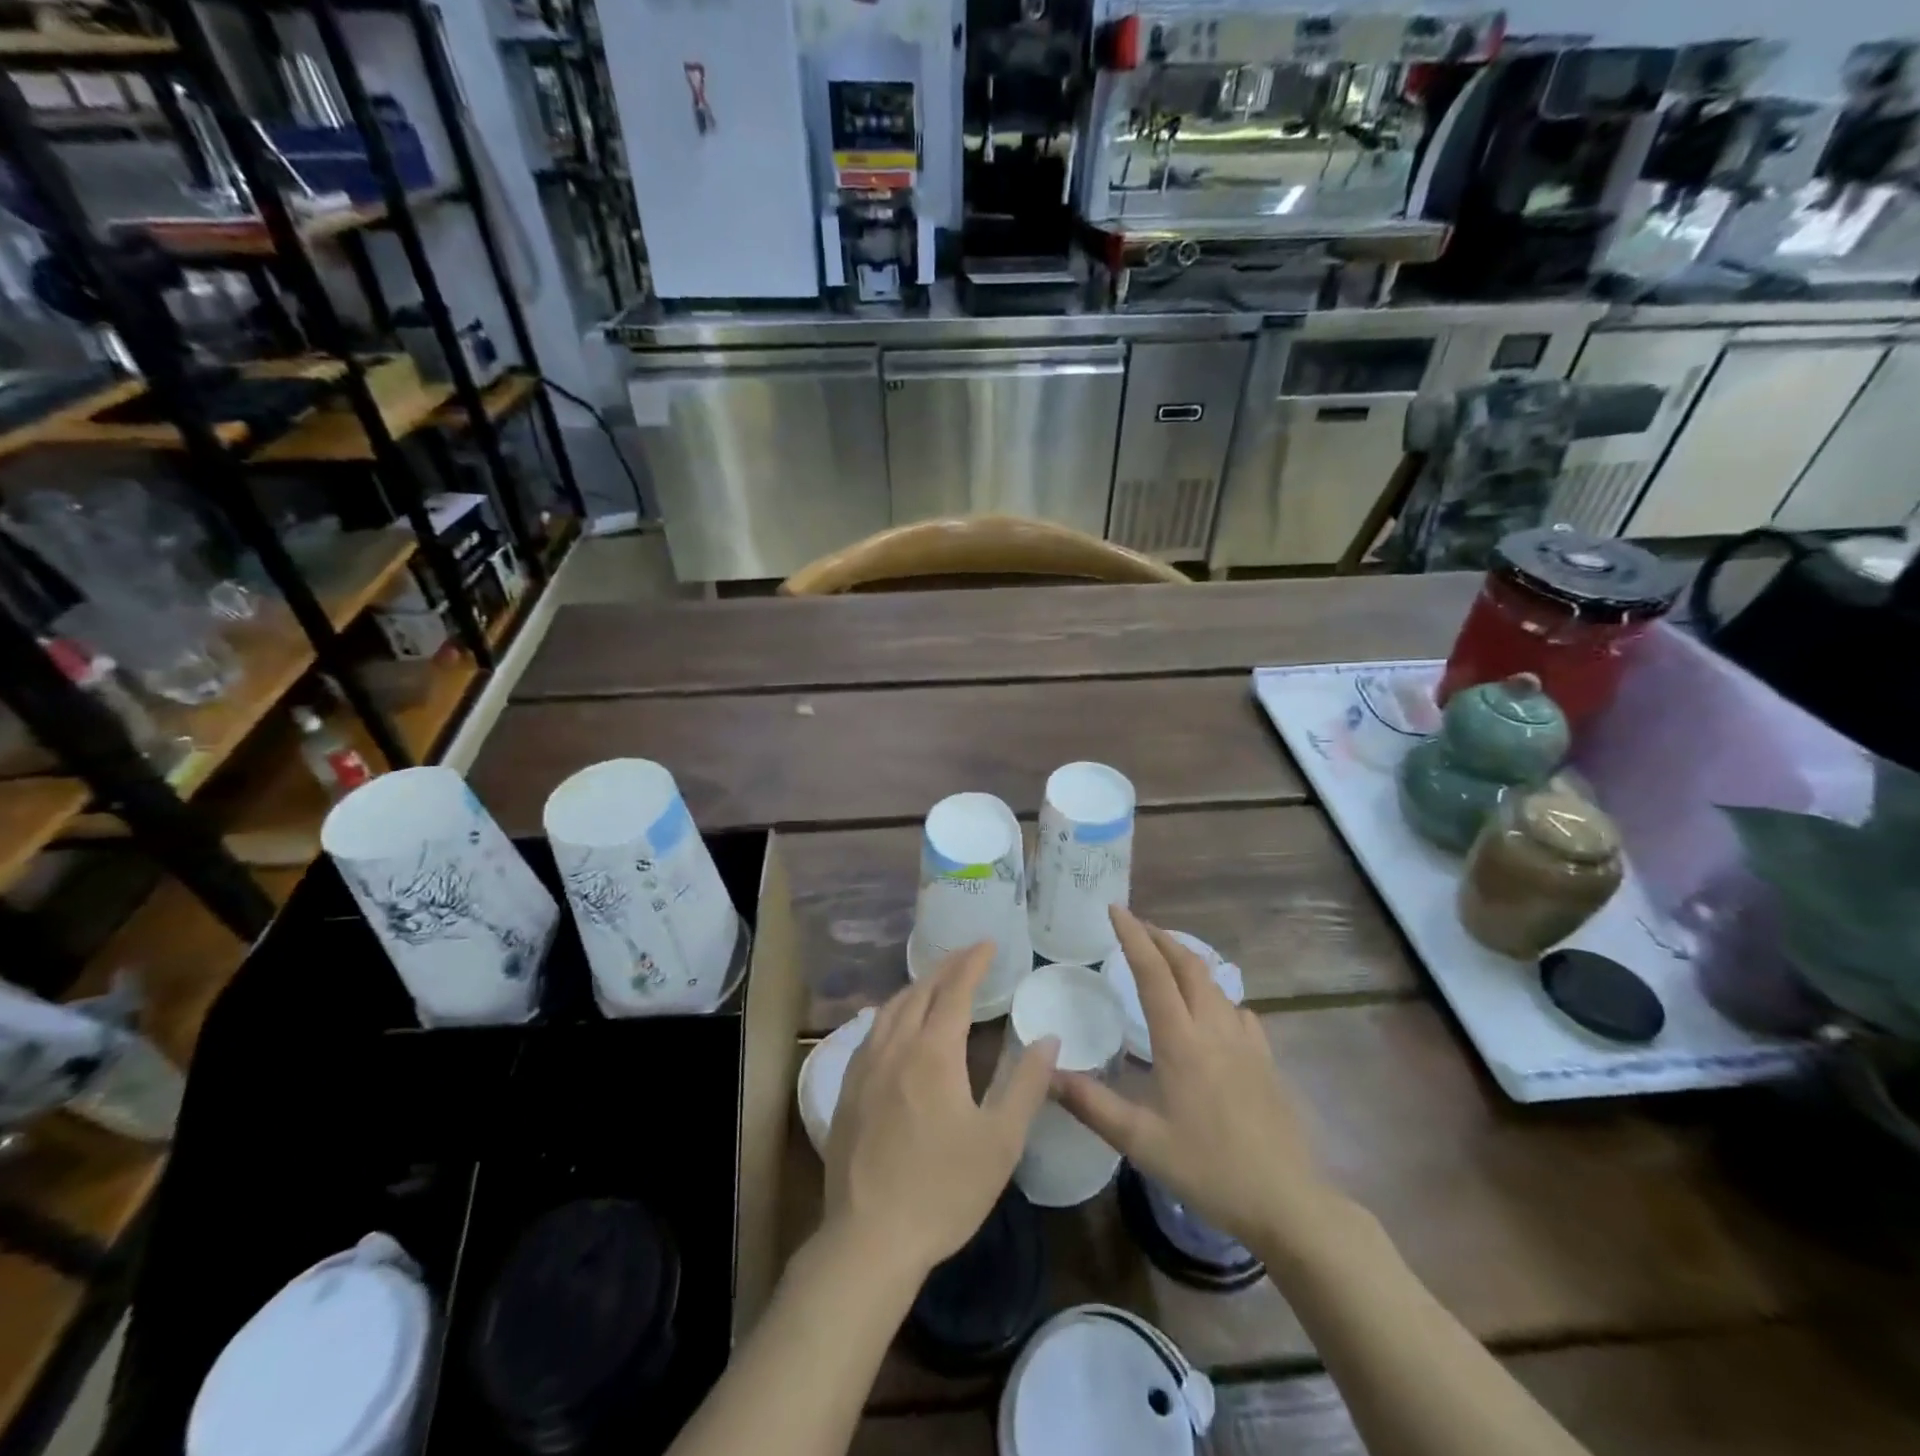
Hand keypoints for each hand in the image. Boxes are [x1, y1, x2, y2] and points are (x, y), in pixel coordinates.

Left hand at [824, 943, 1058, 1280]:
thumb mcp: (1001, 1141)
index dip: (973, 962)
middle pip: (920, 990)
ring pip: (891, 1007)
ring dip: (917, 986)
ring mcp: (866, 1066)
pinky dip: (892, 1012)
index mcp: (934, 1052)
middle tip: (968, 955)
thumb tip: (1048, 1038)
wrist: (869, 1238)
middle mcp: (896, 1046)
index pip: (955, 989)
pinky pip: (872, 1030)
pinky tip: (896, 1024)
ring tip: (936, 981)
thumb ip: (1027, 1084)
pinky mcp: (848, 1088)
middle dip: (946, 967)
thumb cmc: (944, 1190)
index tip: (988, 943)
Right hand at [1054, 907, 1339, 1254]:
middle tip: (1136, 926)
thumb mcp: (1139, 1141)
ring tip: (1167, 959)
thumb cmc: (1207, 1169)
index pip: (1153, 972)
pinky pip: (1238, 1011)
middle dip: (1160, 938)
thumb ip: (1090, 1104)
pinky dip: (1217, 996)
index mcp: (1180, 1041)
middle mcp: (1214, 1028)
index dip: (1132, 936)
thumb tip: (1046, 1071)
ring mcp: (1245, 1042)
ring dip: (1187, 961)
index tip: (1114, 909)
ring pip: (1215, 983)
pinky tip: (1213, 1012)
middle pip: (1188, 965)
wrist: (1286, 1202)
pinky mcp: (1265, 1060)